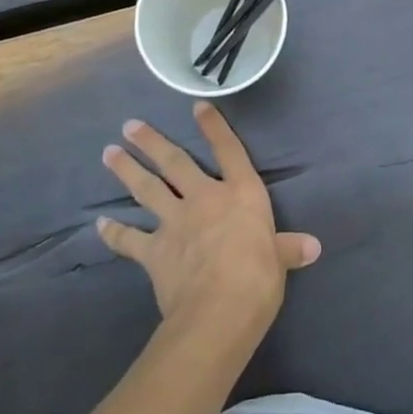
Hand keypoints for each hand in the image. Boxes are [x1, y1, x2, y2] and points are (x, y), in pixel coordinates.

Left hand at [96, 102, 320, 341]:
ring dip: (127, 170)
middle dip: (152, 142)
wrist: (220, 308)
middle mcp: (205, 198)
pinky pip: (129, 239)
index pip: (229, 151)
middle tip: (129, 125)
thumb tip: (313, 247)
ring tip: (109, 152)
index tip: (197, 105)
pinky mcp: (155, 251)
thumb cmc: (259, 277)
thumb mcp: (280, 260)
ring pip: (148, 189)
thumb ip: (289, 248)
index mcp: (241, 194)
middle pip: (175, 163)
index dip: (214, 127)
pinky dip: (113, 232)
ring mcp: (176, 222)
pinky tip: (99, 224)